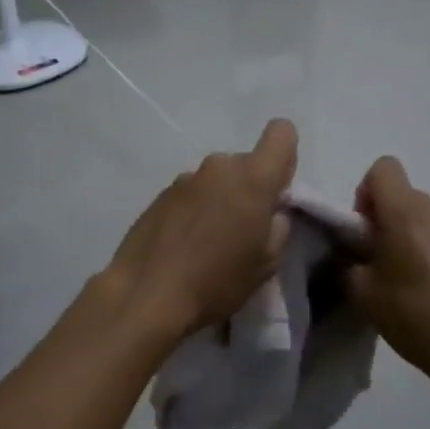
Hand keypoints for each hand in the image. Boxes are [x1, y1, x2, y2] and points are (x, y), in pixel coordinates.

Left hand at [104, 120, 296, 347]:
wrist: (144, 295)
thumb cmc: (216, 282)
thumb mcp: (266, 264)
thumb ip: (277, 227)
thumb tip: (270, 213)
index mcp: (252, 178)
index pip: (281, 134)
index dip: (285, 158)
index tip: (277, 192)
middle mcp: (218, 167)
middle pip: (246, 163)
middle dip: (250, 188)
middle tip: (243, 230)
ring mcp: (185, 178)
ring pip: (217, 180)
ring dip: (220, 200)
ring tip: (209, 242)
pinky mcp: (160, 194)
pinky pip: (192, 194)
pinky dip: (195, 211)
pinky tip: (184, 245)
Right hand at [344, 158, 429, 390]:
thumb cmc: (416, 316)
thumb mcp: (363, 294)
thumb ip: (350, 262)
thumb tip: (355, 252)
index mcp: (407, 210)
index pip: (382, 168)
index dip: (366, 193)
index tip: (365, 230)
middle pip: (404, 196)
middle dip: (388, 220)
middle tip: (382, 263)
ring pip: (427, 218)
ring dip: (414, 237)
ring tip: (412, 281)